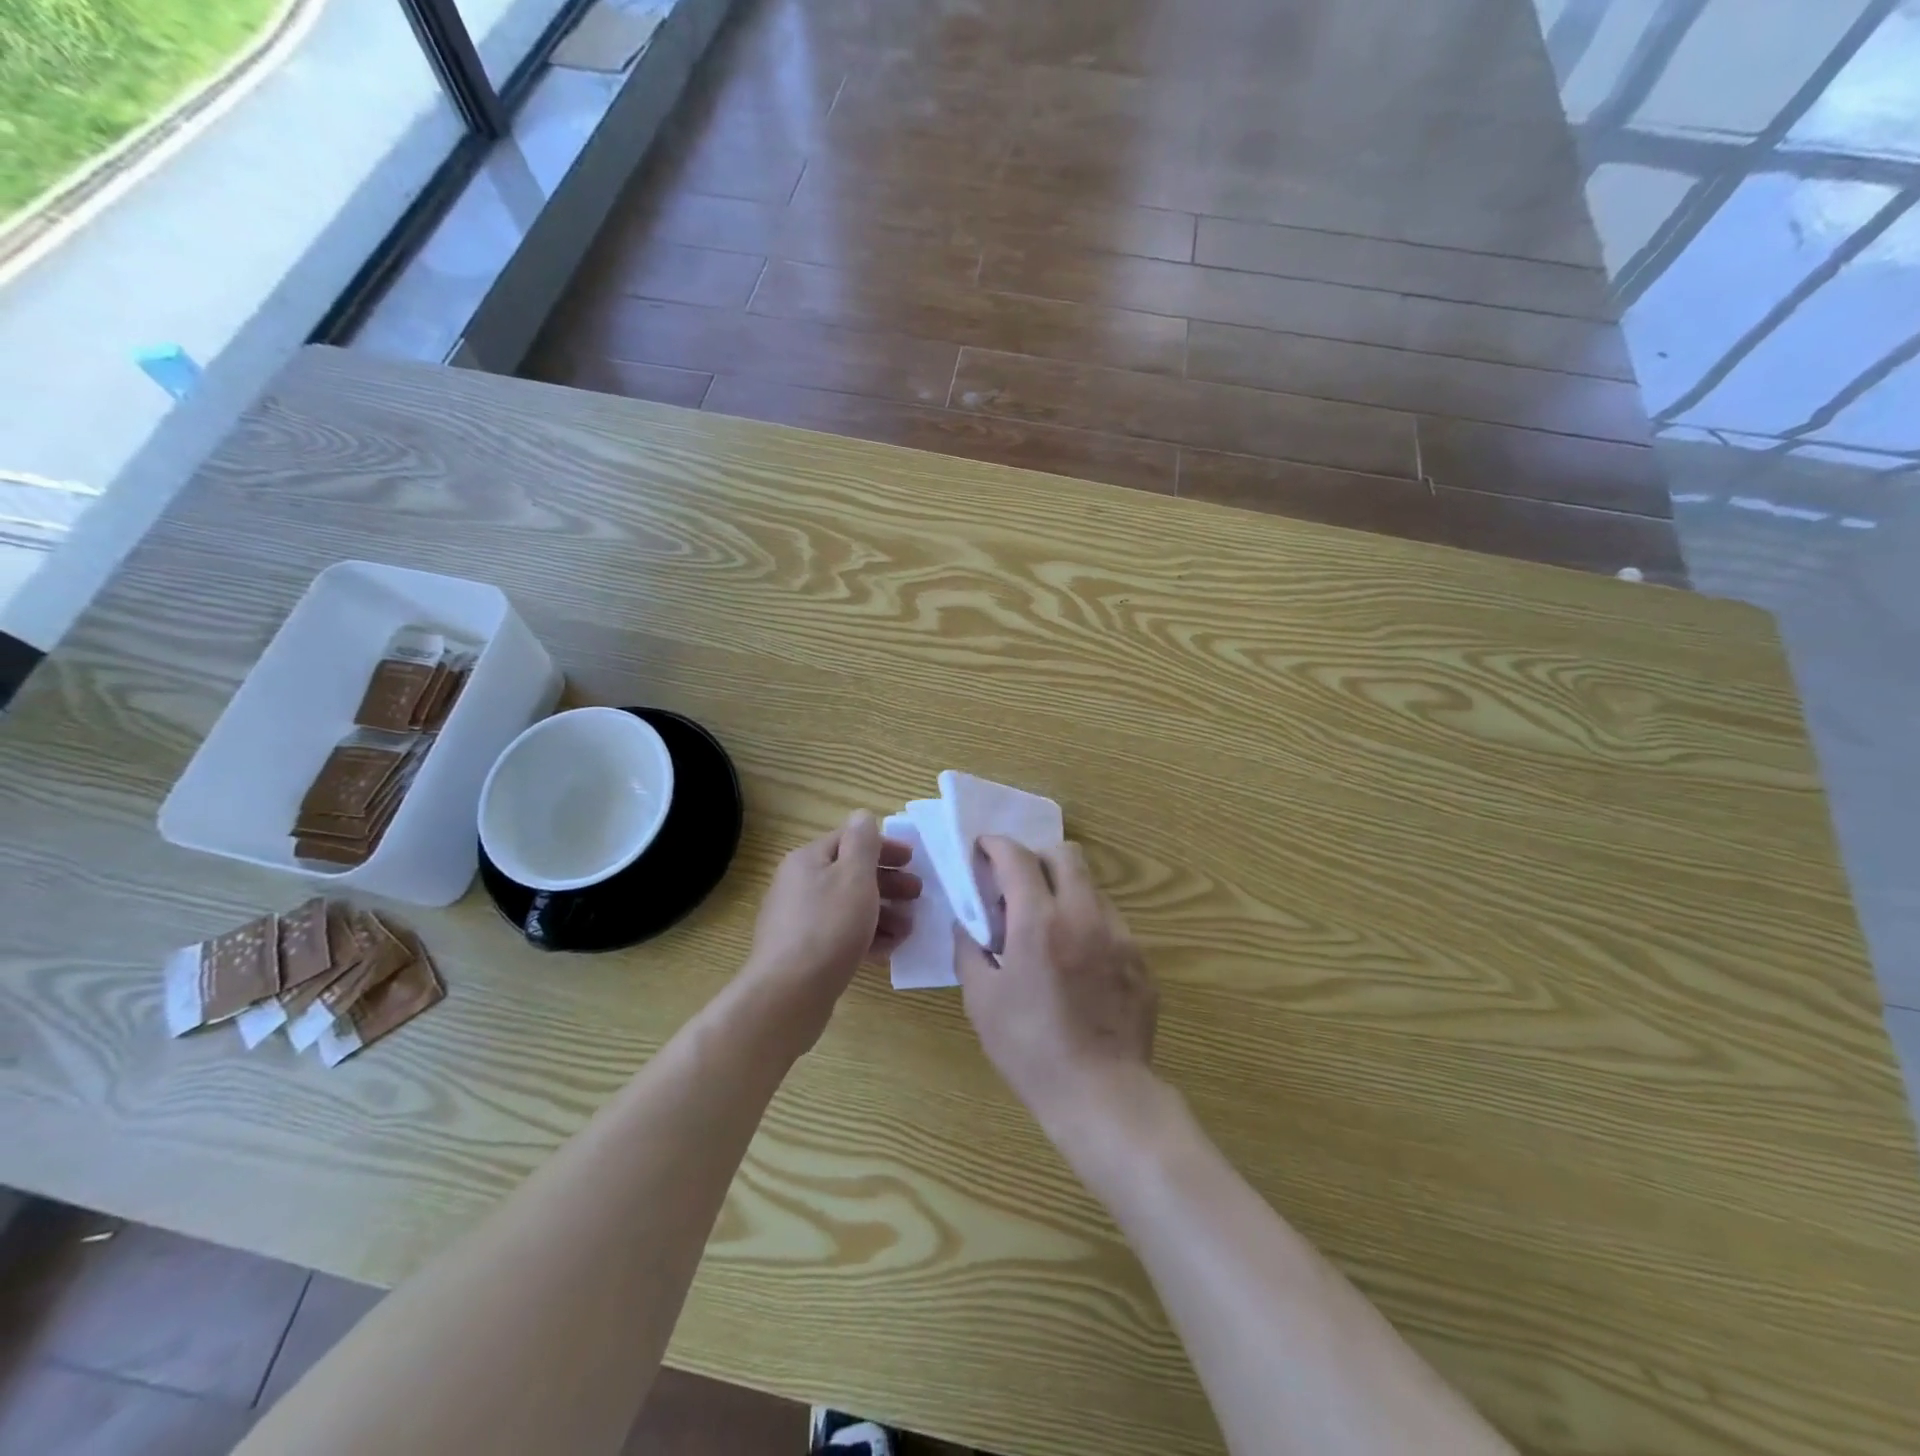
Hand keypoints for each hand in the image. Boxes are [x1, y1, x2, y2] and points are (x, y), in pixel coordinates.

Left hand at [745, 812, 919, 1034]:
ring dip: (883, 913)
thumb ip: (863, 842)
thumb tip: (862, 815)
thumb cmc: (828, 927)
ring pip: (849, 908)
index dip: (884, 847)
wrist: (788, 994)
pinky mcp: (804, 953)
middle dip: (888, 883)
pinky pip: (841, 935)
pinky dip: (866, 937)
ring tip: (908, 929)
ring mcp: (799, 921)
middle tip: (918, 894)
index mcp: (808, 860)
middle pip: (850, 874)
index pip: (850, 840)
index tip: (914, 860)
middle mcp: (799, 885)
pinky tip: (889, 950)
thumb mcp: (854, 876)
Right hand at [954, 837, 1157, 1132]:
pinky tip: (1078, 963)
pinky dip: (1088, 924)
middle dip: (1036, 857)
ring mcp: (1119, 935)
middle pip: (1065, 854)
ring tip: (1049, 929)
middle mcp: (1083, 915)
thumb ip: (970, 950)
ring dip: (1065, 891)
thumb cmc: (1030, 1049)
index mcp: (1039, 921)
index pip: (1017, 857)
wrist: (1101, 1094)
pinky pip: (1111, 922)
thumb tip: (969, 924)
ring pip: (1091, 886)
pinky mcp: (1140, 959)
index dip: (996, 845)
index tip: (984, 851)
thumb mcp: (981, 1001)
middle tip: (1018, 885)